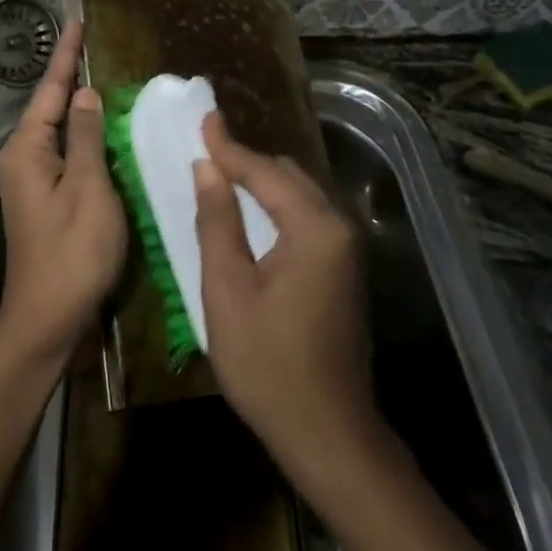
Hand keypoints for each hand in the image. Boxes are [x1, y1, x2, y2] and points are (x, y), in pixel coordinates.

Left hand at [0, 21, 127, 363]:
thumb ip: (86, 136)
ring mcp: (32, 180)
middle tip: (94, 43)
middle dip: (71, 74)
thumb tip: (83, 93)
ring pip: (59, 130)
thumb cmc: (72, 252)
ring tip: (102, 74)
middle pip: (51, 106)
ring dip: (78, 104)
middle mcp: (24, 158)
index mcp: (29, 149)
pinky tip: (103, 127)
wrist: (47, 319)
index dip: (66, 54)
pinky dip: (84, 134)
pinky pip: (66, 152)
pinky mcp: (45, 198)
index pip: (52, 89)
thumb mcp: (88, 188)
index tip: (77, 20)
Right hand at [193, 115, 381, 489]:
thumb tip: (207, 168)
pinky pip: (308, 215)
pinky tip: (252, 209)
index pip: (265, 171)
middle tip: (207, 146)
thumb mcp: (228, 291)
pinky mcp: (344, 266)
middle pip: (288, 175)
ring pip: (300, 193)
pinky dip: (278, 204)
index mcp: (314, 227)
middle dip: (247, 160)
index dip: (229, 146)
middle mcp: (339, 226)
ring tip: (222, 171)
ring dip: (263, 180)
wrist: (328, 432)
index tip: (204, 118)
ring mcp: (347, 247)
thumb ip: (218, 222)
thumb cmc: (268, 365)